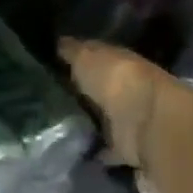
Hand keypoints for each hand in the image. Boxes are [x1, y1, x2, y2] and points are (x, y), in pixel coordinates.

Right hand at [58, 38, 192, 174]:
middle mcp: (127, 90)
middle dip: (79, 93)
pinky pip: (105, 148)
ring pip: (102, 118)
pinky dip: (93, 150)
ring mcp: (128, 120)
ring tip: (52, 125)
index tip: (50, 65)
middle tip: (45, 98)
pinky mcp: (126, 147)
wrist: (147, 124)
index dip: (76, 60)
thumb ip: (73, 51)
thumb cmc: (118, 81)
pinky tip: (71, 150)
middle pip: (99, 90)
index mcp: (121, 63)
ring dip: (86, 121)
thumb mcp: (87, 57)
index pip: (96, 58)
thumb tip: (58, 42)